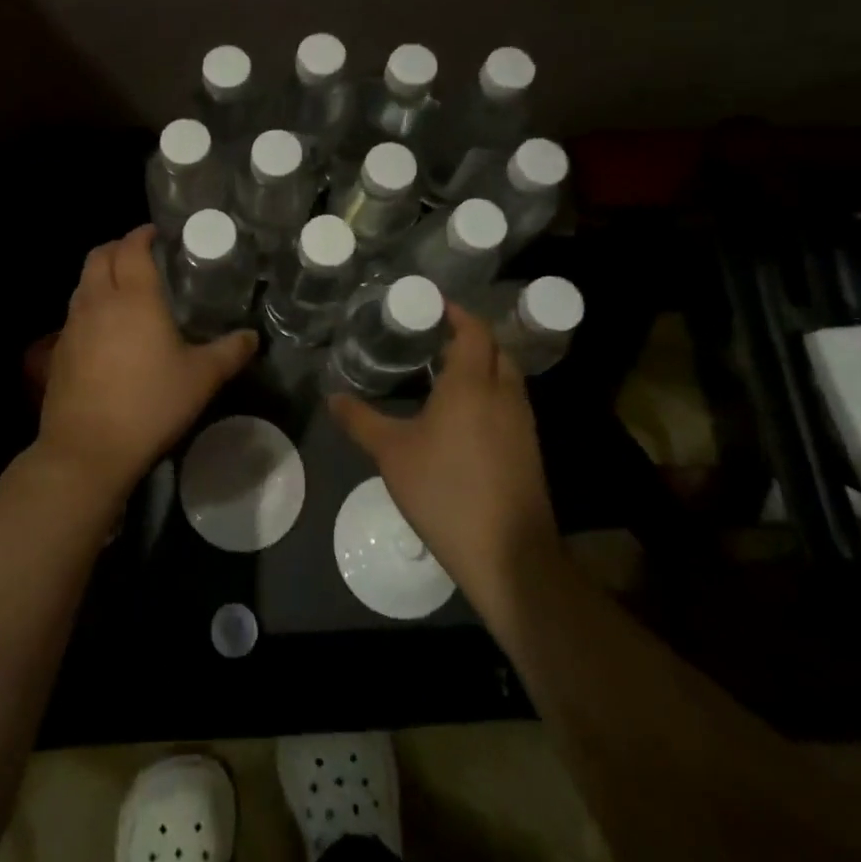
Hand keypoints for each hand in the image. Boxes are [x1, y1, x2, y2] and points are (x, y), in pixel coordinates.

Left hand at [37, 225, 257, 503]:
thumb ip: (230, 352)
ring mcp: (73, 324)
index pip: (132, 247)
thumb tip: (253, 337)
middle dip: (119, 247)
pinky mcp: (58, 350)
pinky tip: (107, 329)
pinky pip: (75, 311)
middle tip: (142, 256)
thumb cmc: (150, 405)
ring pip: (83, 281)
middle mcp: (99, 300)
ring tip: (125, 288)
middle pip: (100, 255)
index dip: (143, 234)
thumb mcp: (201, 379)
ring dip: (101, 274)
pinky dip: (90, 304)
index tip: (158, 234)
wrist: (88, 450)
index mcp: (134, 296)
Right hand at [329, 304, 557, 627]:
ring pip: (506, 377)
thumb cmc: (445, 491)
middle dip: (469, 338)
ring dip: (482, 366)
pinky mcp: (529, 450)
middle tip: (433, 339)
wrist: (509, 555)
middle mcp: (503, 394)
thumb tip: (332, 396)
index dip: (456, 313)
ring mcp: (522, 423)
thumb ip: (361, 421)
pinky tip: (464, 417)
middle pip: (495, 349)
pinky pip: (510, 404)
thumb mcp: (392, 454)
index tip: (431, 306)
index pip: (474, 330)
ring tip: (445, 374)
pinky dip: (490, 394)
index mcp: (472, 384)